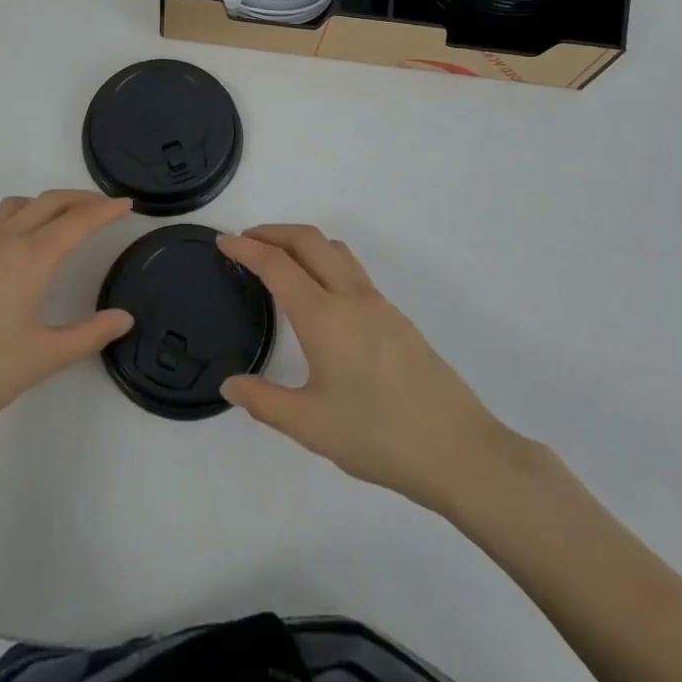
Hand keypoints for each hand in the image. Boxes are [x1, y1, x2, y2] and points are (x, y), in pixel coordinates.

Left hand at [0, 191, 134, 446]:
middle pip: (49, 202)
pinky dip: (11, 219)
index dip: (106, 210)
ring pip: (16, 205)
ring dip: (45, 203)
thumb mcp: (44, 358)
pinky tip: (10, 242)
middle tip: (104, 207)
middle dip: (81, 199)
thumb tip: (125, 317)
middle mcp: (5, 240)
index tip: (128, 204)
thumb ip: (90, 334)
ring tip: (61, 219)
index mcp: (32, 258)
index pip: (78, 221)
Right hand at [218, 225, 534, 513]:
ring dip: (301, 241)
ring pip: (334, 249)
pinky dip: (323, 259)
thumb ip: (264, 401)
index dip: (246, 248)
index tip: (223, 241)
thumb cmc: (378, 435)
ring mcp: (377, 303)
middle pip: (307, 240)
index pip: (277, 264)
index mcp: (323, 315)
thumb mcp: (310, 425)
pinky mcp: (396, 317)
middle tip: (246, 240)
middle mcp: (350, 296)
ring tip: (279, 258)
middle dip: (273, 231)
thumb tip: (229, 384)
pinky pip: (351, 268)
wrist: (458, 449)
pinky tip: (318, 292)